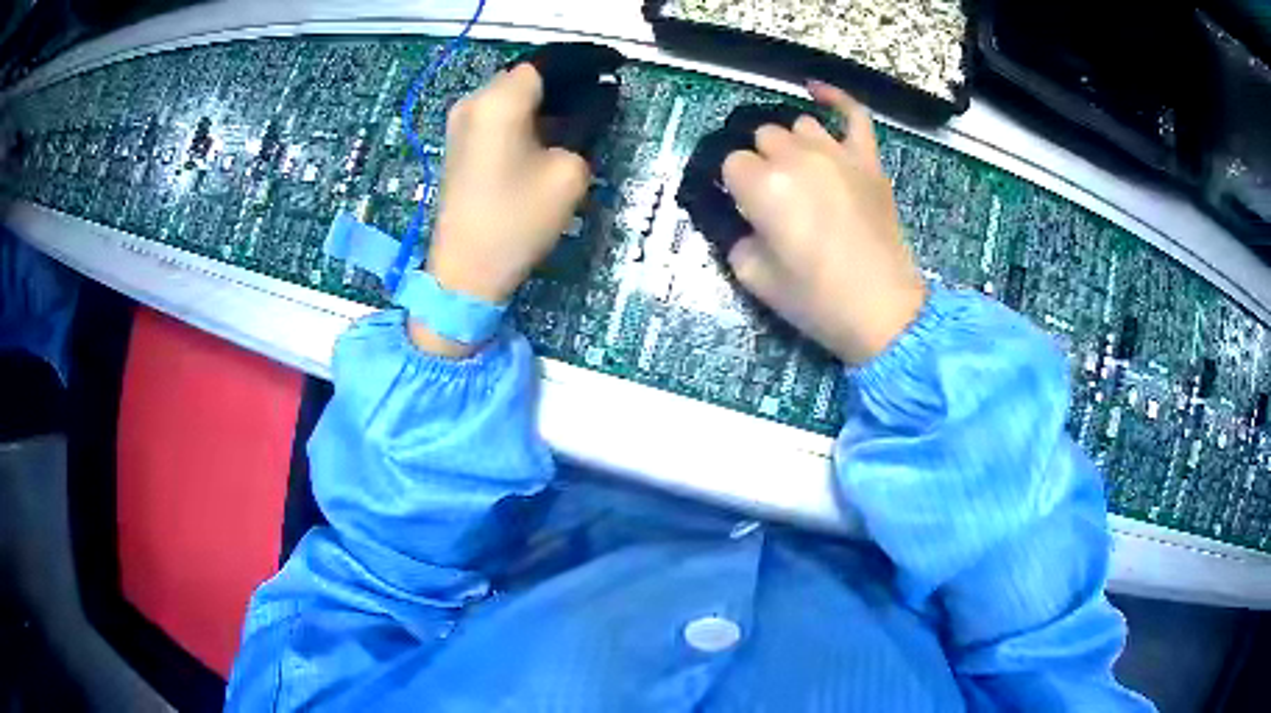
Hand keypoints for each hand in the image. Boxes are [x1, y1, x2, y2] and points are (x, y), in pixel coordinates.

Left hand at [412, 64, 590, 356]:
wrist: (465, 272)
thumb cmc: (518, 220)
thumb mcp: (569, 172)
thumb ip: (587, 126)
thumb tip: (595, 102)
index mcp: (500, 100)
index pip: (549, 62)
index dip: (585, 62)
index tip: (615, 68)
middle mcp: (475, 101)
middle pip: (528, 75)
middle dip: (567, 80)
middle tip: (603, 94)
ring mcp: (461, 122)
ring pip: (513, 94)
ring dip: (547, 98)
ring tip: (584, 112)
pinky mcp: (460, 143)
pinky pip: (499, 113)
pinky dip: (528, 114)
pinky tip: (551, 130)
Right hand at [722, 81, 925, 364]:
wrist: (883, 311)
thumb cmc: (815, 300)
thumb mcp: (753, 277)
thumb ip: (734, 235)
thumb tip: (738, 213)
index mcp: (763, 186)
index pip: (731, 163)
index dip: (735, 186)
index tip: (744, 208)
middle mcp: (797, 157)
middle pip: (763, 138)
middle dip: (760, 163)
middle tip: (772, 199)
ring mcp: (837, 153)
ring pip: (798, 125)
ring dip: (791, 144)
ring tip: (797, 171)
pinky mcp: (868, 159)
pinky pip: (853, 113)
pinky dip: (835, 98)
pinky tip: (816, 91)